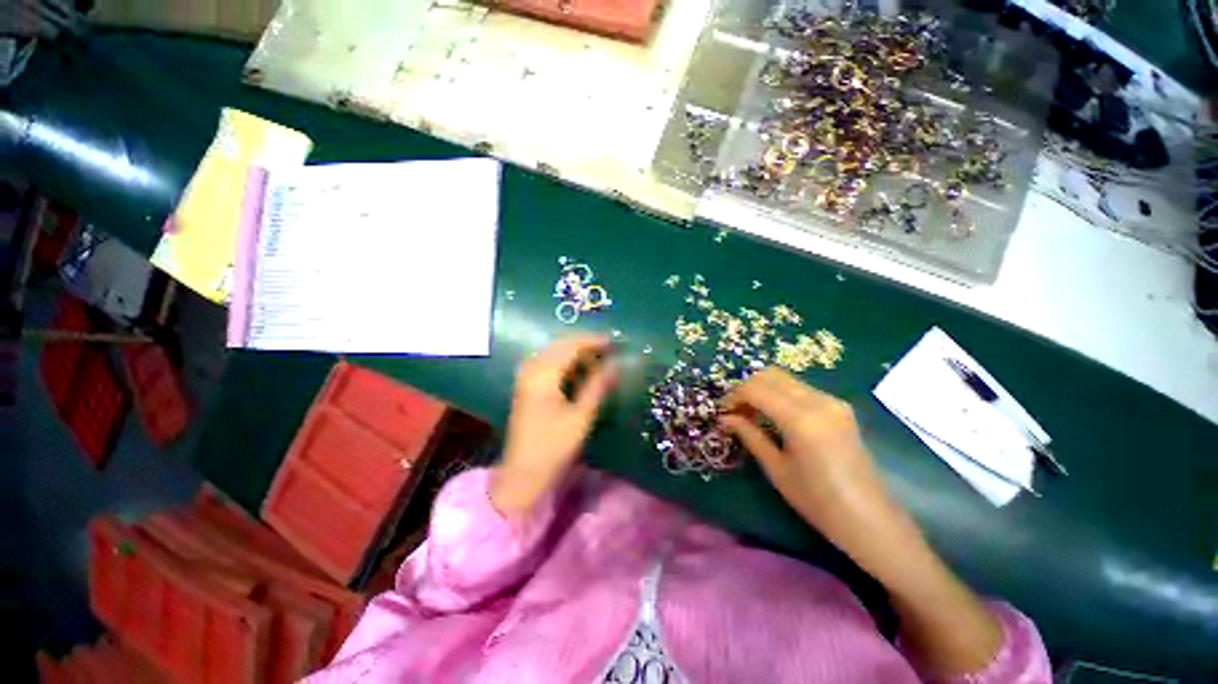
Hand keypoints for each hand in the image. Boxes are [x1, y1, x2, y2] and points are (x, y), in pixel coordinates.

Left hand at [491, 335, 616, 516]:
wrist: (522, 475)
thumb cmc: (553, 447)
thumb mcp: (581, 416)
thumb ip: (598, 386)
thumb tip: (616, 365)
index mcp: (543, 375)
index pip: (570, 346)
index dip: (593, 341)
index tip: (615, 342)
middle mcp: (531, 370)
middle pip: (560, 345)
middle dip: (586, 345)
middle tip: (610, 350)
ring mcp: (526, 378)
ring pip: (554, 354)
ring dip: (576, 354)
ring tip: (599, 361)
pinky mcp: (526, 387)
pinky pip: (548, 364)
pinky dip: (566, 364)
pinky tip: (580, 373)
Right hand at [721, 369, 1004, 675]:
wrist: (871, 520)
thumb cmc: (818, 502)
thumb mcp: (776, 469)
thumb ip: (749, 435)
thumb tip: (725, 418)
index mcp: (801, 419)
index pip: (756, 389)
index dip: (733, 396)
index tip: (722, 411)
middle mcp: (819, 401)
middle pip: (770, 375)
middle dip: (746, 388)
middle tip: (734, 410)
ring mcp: (833, 401)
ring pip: (785, 379)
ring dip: (762, 389)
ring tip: (750, 413)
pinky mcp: (839, 407)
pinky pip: (800, 389)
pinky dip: (779, 394)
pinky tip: (773, 414)